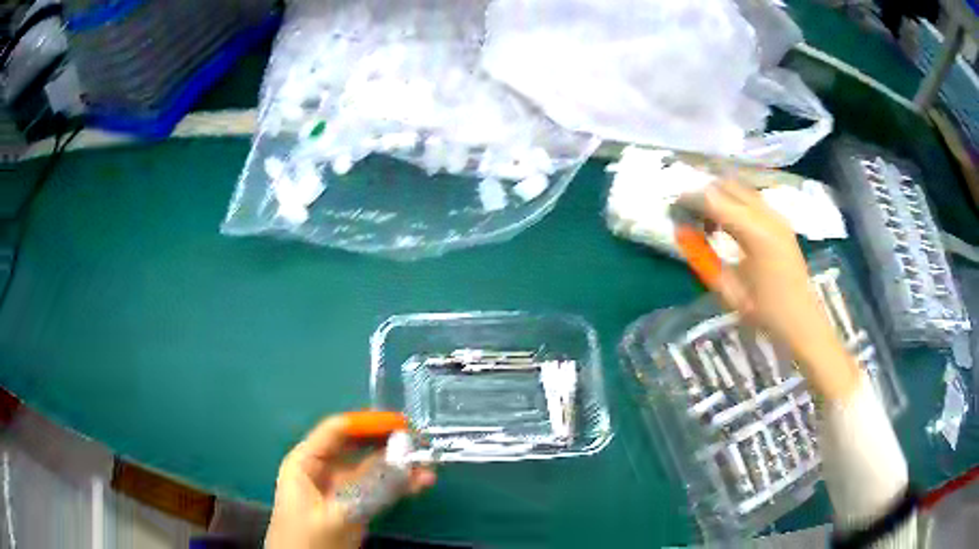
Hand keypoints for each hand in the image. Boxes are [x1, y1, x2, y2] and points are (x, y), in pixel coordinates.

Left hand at [265, 415, 435, 548]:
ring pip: (371, 468)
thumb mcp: (337, 514)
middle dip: (388, 443)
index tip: (402, 423)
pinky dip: (397, 486)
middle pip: (357, 446)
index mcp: (305, 462)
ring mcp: (339, 488)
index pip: (337, 430)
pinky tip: (420, 484)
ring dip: (398, 466)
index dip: (368, 423)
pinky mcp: (353, 505)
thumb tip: (403, 462)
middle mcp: (322, 469)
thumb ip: (369, 488)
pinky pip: (377, 489)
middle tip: (420, 442)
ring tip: (427, 466)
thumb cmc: (308, 540)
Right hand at [680, 181, 860, 400]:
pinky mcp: (782, 222)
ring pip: (741, 188)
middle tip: (691, 216)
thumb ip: (704, 258)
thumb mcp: (729, 290)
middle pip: (728, 185)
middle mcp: (767, 215)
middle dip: (705, 194)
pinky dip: (735, 203)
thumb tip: (684, 232)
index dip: (690, 199)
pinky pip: (752, 199)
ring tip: (709, 223)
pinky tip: (730, 226)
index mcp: (755, 233)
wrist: (803, 321)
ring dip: (721, 197)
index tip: (673, 209)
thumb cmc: (766, 312)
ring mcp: (777, 216)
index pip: (714, 199)